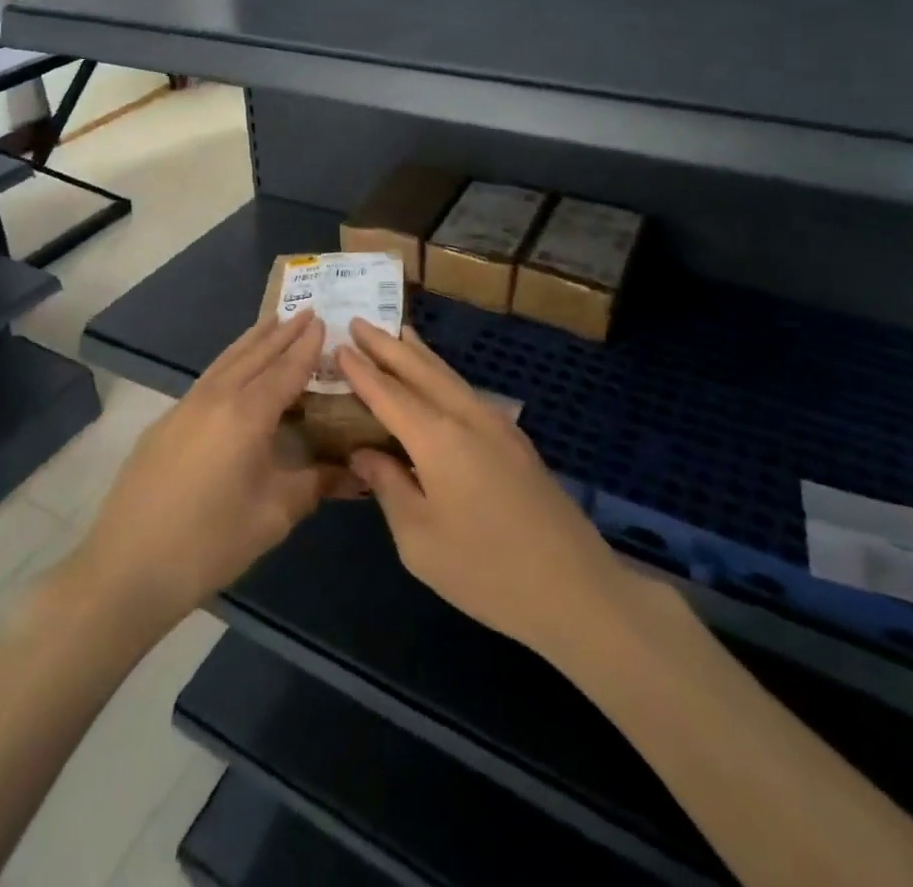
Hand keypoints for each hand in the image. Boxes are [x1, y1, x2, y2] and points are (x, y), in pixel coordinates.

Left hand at [67, 310, 348, 632]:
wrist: (127, 567)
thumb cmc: (209, 541)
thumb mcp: (273, 515)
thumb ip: (316, 484)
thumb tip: (356, 472)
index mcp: (247, 413)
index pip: (286, 369)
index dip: (306, 345)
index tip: (324, 319)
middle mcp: (217, 397)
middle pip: (255, 354)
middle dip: (282, 332)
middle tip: (305, 311)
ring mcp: (185, 407)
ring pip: (227, 360)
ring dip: (253, 340)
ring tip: (272, 322)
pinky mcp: (165, 423)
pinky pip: (208, 377)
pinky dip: (230, 361)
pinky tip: (234, 370)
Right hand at [340, 321, 626, 663]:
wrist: (574, 589)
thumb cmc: (486, 570)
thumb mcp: (419, 540)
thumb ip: (388, 487)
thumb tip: (364, 452)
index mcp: (438, 439)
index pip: (389, 393)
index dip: (361, 370)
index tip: (338, 346)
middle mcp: (467, 417)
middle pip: (421, 369)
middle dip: (388, 345)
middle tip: (360, 322)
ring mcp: (497, 425)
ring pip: (449, 376)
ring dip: (418, 353)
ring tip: (397, 332)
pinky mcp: (515, 441)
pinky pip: (466, 392)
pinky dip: (442, 375)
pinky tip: (436, 380)